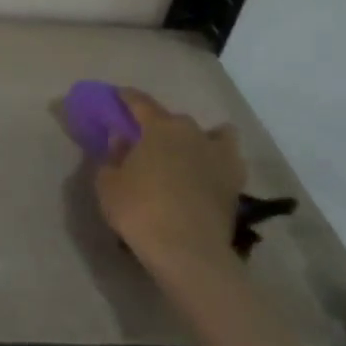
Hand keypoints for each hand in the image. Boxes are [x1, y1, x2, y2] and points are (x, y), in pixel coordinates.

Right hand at [94, 88, 246, 299]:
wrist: (187, 249)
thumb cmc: (140, 210)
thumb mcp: (109, 184)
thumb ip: (113, 156)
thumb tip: (122, 139)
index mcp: (159, 128)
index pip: (140, 103)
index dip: (127, 97)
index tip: (118, 95)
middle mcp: (192, 132)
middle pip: (174, 121)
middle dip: (160, 127)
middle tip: (147, 143)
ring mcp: (220, 155)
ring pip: (213, 134)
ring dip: (199, 139)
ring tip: (187, 155)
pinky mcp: (236, 180)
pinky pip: (229, 159)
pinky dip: (219, 161)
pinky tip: (208, 173)